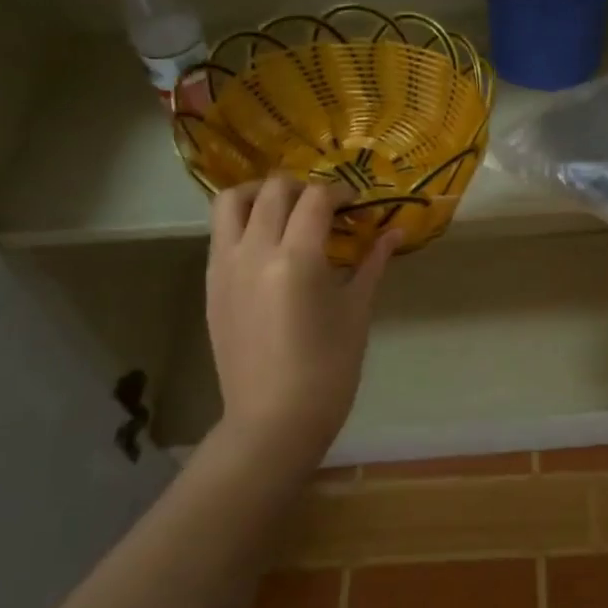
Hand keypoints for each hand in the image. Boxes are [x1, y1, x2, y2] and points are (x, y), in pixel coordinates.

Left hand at [204, 178, 396, 456]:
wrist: (274, 419)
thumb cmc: (328, 369)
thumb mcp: (357, 311)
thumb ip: (372, 262)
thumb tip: (396, 230)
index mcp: (296, 259)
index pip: (315, 199)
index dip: (340, 192)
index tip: (356, 204)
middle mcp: (253, 251)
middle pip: (273, 190)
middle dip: (304, 187)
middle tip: (326, 207)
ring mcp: (225, 266)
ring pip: (232, 201)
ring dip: (262, 194)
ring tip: (287, 211)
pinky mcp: (211, 283)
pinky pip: (221, 232)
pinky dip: (244, 220)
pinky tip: (269, 242)